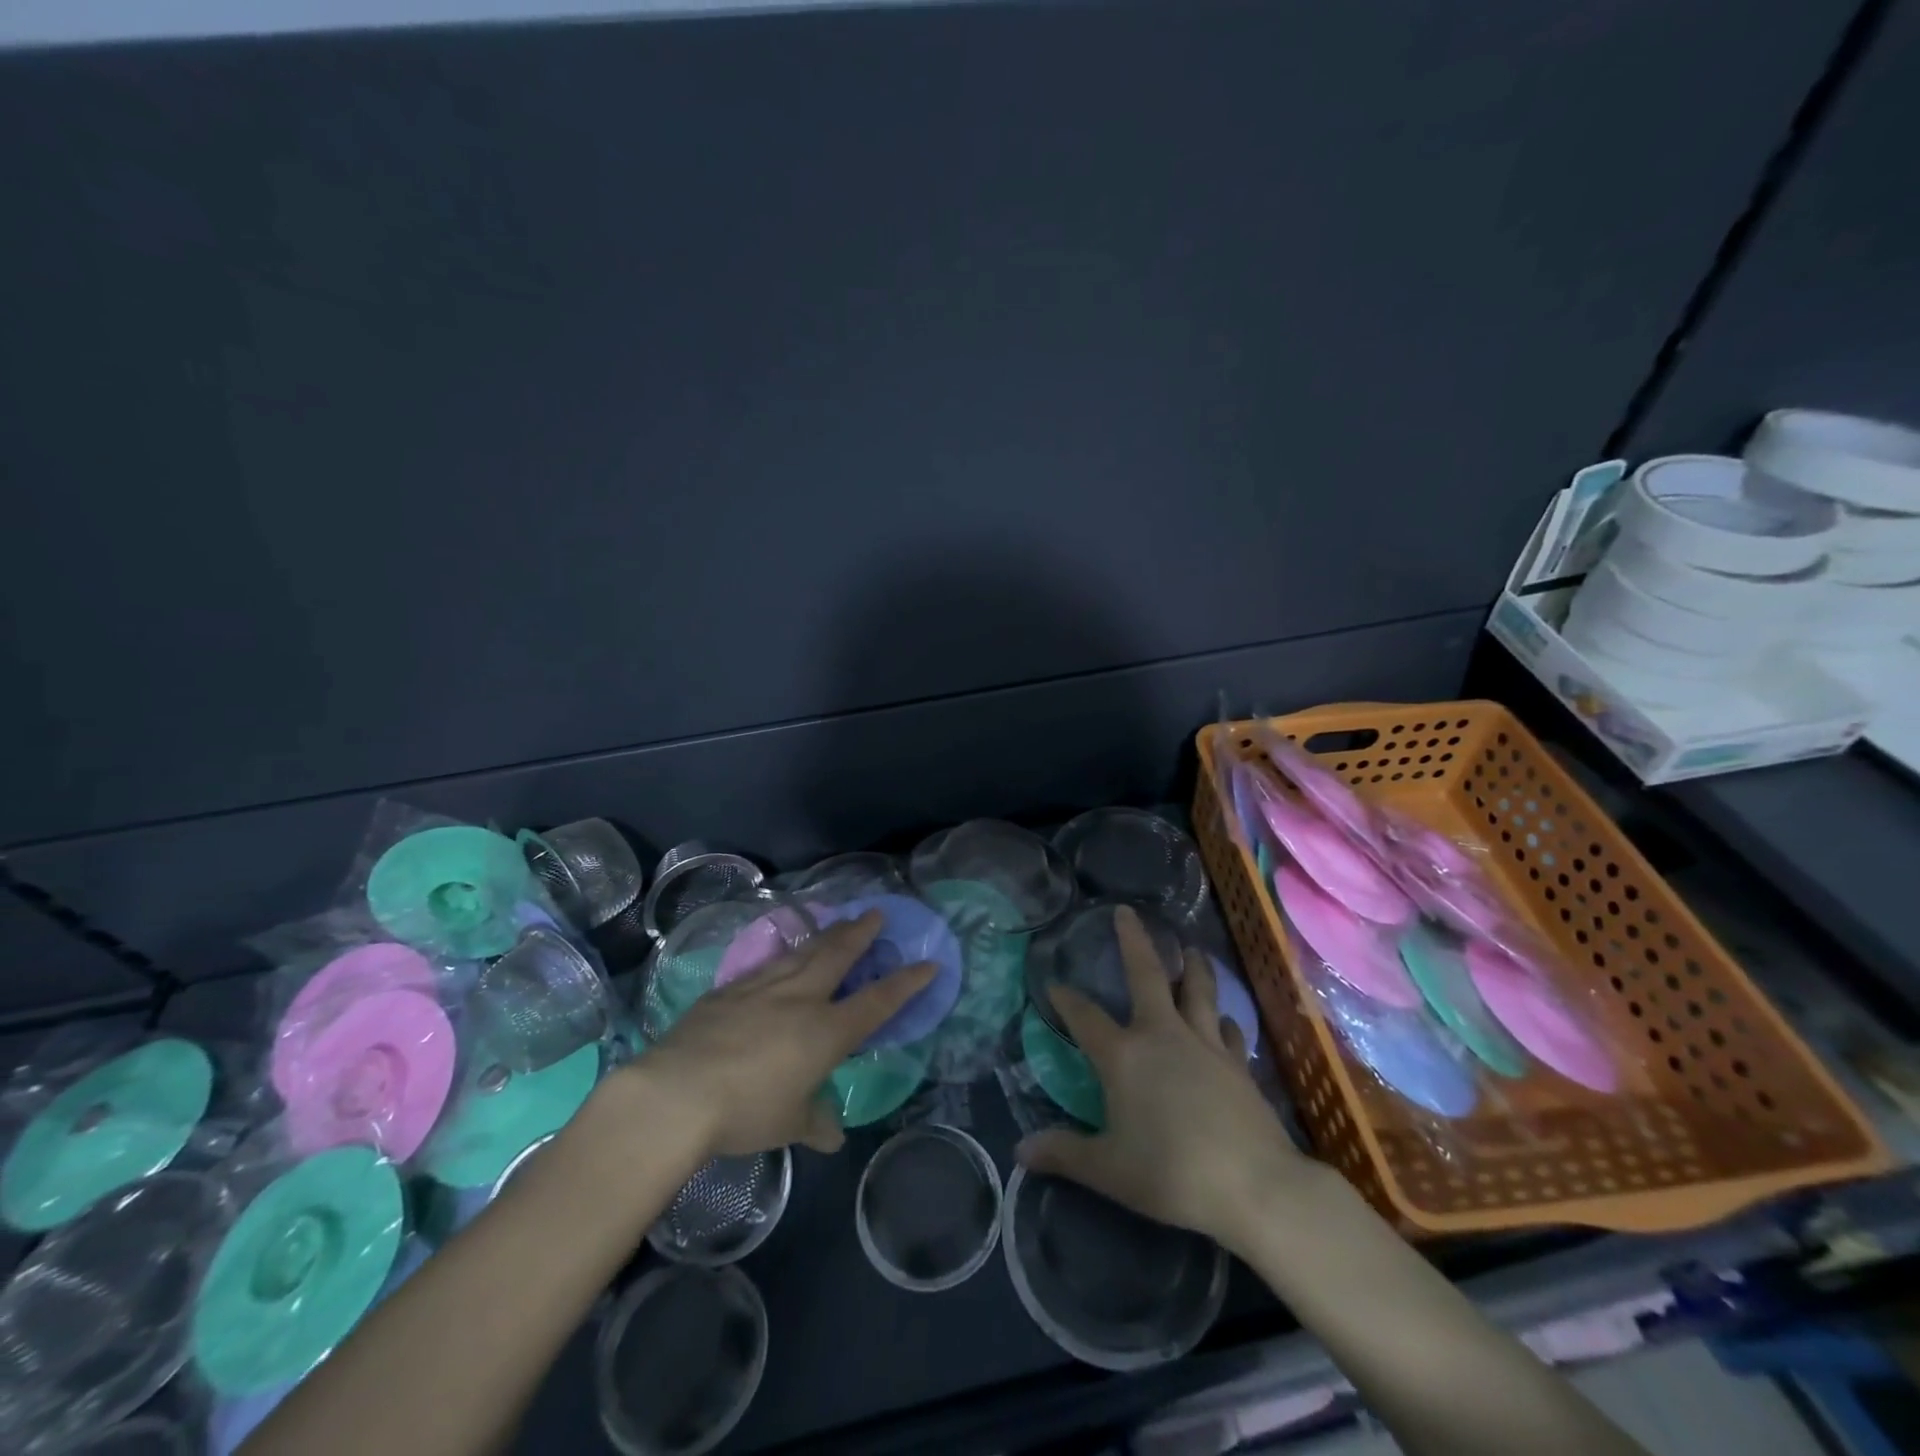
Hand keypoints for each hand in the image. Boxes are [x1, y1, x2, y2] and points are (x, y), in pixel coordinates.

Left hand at [629, 911, 934, 1157]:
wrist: (677, 1093)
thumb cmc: (745, 1112)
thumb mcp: (788, 1124)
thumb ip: (814, 1122)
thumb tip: (832, 1136)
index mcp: (826, 1032)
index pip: (877, 1002)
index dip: (906, 983)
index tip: (929, 962)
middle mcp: (800, 999)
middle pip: (838, 956)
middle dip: (861, 933)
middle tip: (876, 913)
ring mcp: (762, 988)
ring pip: (803, 952)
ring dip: (825, 935)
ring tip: (838, 923)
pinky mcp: (728, 990)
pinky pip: (766, 965)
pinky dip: (783, 955)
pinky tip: (782, 955)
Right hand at [1017, 906, 1313, 1253]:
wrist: (1255, 1186)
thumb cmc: (1172, 1174)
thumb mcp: (1109, 1170)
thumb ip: (1064, 1154)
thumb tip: (1020, 1150)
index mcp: (1124, 1055)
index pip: (1085, 1016)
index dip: (1066, 999)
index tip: (1053, 984)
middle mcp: (1162, 1035)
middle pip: (1147, 975)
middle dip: (1134, 941)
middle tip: (1126, 912)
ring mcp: (1205, 1044)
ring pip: (1198, 990)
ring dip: (1192, 967)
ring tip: (1192, 949)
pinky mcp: (1238, 1063)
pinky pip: (1228, 1029)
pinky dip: (1222, 1020)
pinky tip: (1223, 1021)